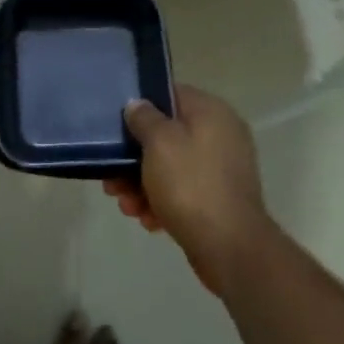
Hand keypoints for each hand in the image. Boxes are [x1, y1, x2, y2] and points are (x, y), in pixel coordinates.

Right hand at [104, 84, 272, 292]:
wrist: (231, 248)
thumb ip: (144, 118)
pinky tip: (147, 220)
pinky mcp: (219, 200)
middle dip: (136, 157)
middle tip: (113, 176)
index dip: (142, 106)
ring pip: (172, 166)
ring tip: (125, 205)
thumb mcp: (159, 143)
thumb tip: (137, 104)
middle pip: (167, 135)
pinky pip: (184, 191)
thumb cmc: (190, 184)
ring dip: (144, 183)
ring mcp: (223, 169)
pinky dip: (163, 201)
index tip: (119, 124)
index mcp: (211, 112)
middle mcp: (221, 135)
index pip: (171, 94)